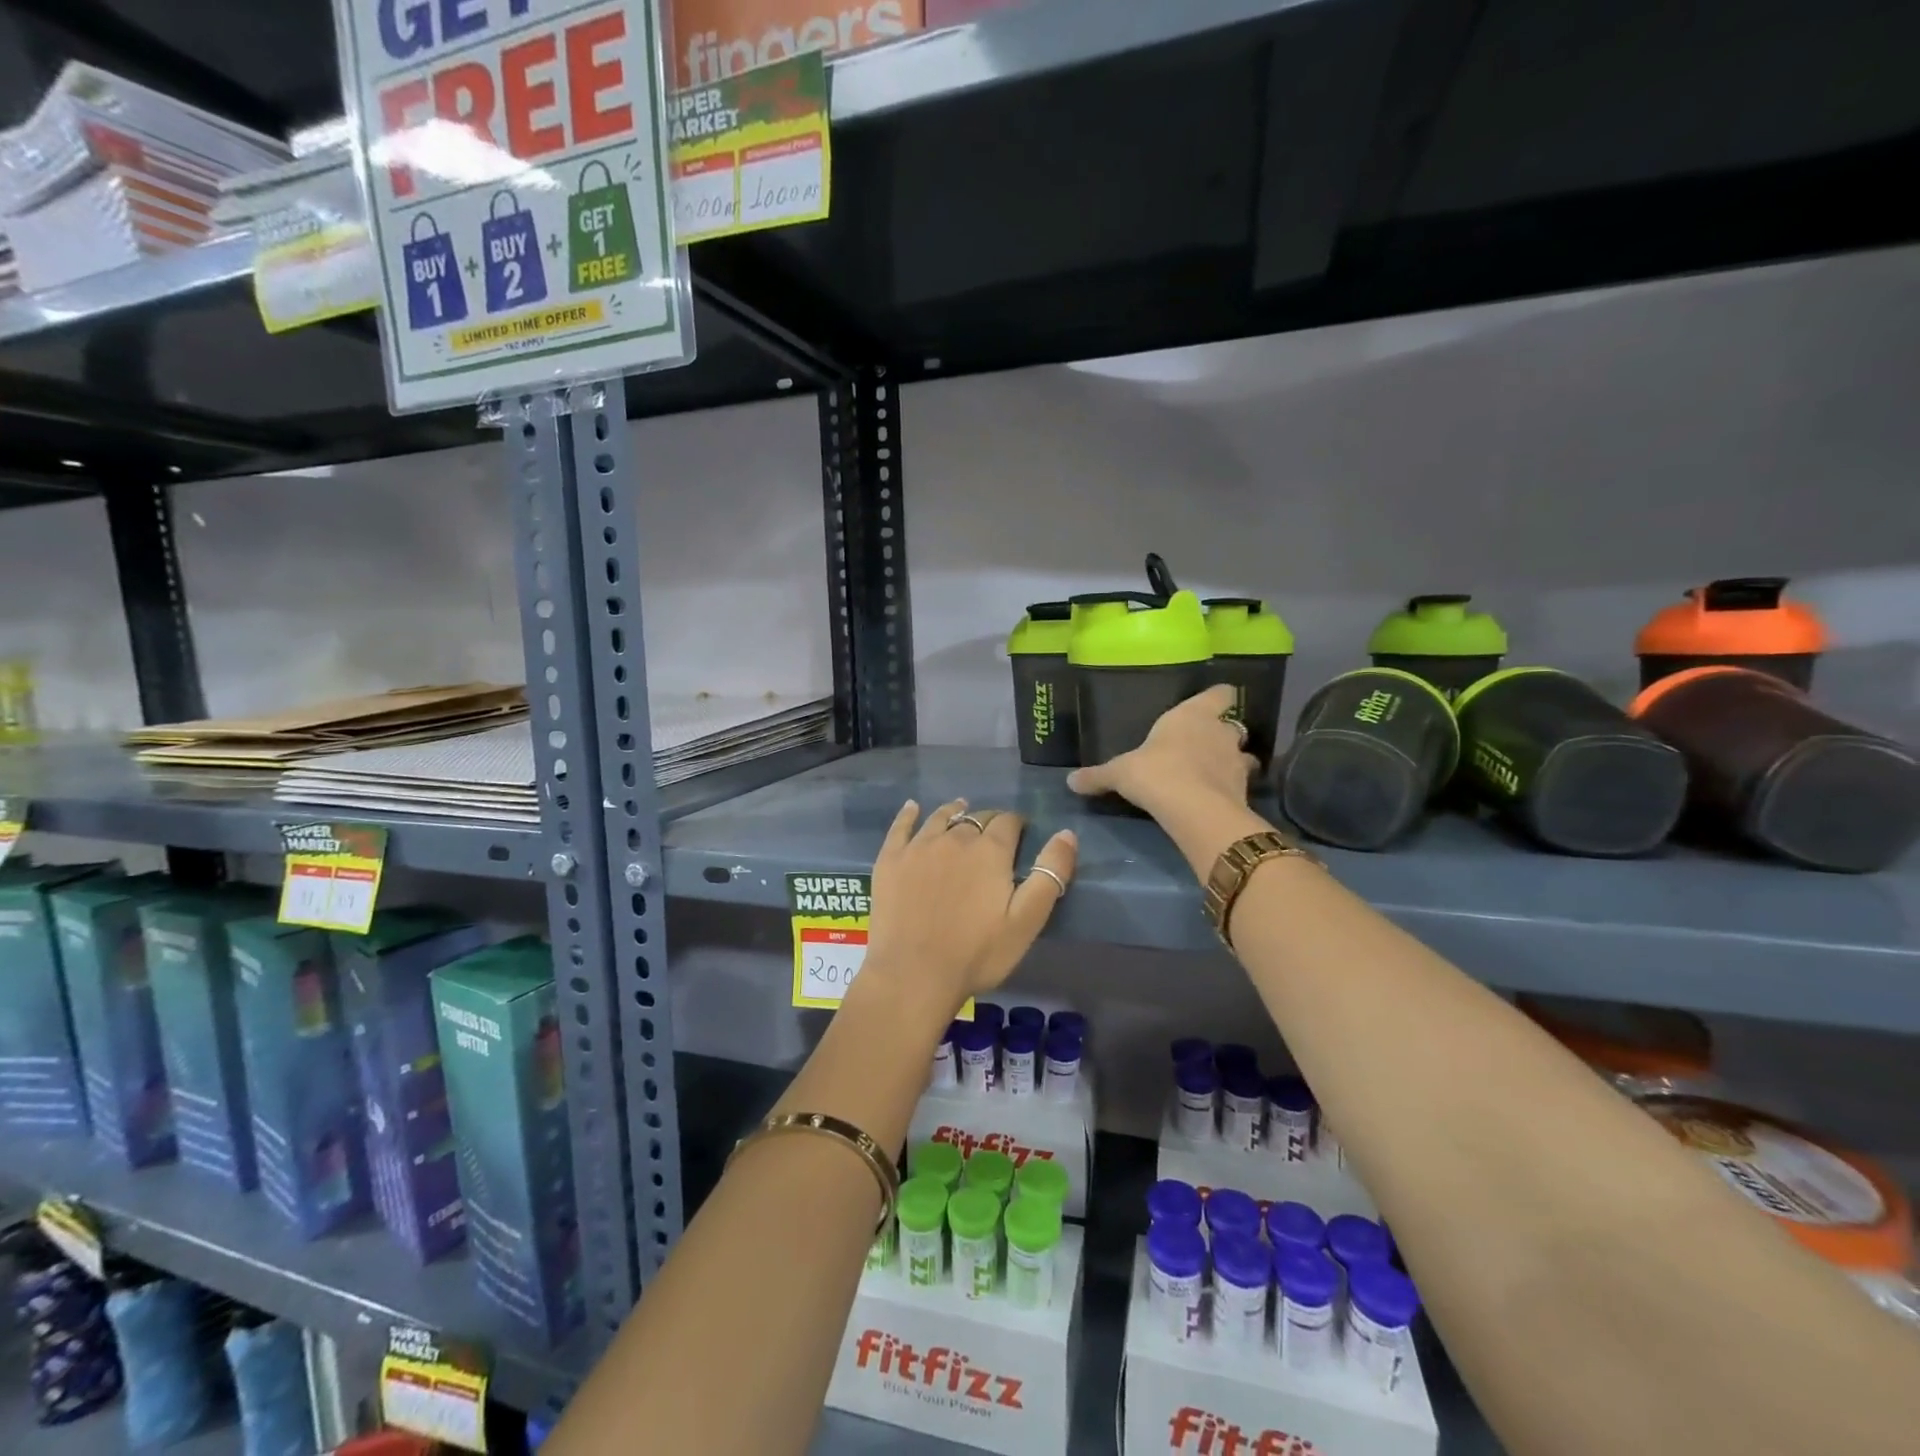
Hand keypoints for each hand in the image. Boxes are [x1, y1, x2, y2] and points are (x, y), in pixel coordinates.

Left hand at [861, 799, 1077, 1017]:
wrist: (913, 974)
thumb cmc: (977, 953)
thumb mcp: (1027, 920)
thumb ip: (1050, 873)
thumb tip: (1066, 833)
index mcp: (990, 850)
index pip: (1008, 821)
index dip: (1017, 824)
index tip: (1021, 834)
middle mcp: (954, 837)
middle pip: (975, 817)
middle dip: (988, 821)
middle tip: (992, 835)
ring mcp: (918, 846)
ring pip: (941, 817)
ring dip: (954, 811)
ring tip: (960, 809)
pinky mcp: (890, 859)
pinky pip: (900, 825)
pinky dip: (908, 813)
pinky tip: (912, 808)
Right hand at [1066, 684, 1256, 816]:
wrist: (1195, 810)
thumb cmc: (1156, 773)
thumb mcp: (1120, 773)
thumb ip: (1097, 776)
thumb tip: (1070, 781)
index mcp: (1192, 714)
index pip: (1221, 693)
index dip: (1218, 697)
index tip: (1211, 704)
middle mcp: (1220, 731)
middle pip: (1232, 724)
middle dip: (1221, 734)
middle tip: (1202, 746)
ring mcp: (1236, 760)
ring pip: (1241, 754)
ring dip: (1231, 761)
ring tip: (1213, 774)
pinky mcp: (1243, 789)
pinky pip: (1240, 782)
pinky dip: (1231, 787)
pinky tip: (1215, 797)